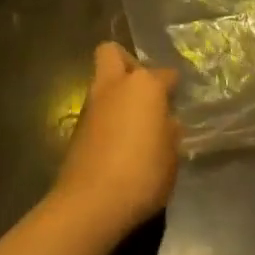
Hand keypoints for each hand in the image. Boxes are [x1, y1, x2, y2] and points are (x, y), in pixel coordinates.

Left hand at [51, 43, 180, 242]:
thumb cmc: (142, 174)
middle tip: (144, 91)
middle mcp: (115, 85)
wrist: (91, 202)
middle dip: (128, 63)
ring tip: (134, 123)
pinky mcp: (77, 126)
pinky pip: (96, 109)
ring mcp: (92, 104)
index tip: (178, 99)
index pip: (165, 74)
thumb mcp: (172, 157)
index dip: (173, 86)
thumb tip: (165, 122)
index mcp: (144, 86)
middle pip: (113, 53)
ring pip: (102, 81)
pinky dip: (107, 117)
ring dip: (116, 93)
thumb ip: (170, 132)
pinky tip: (119, 142)